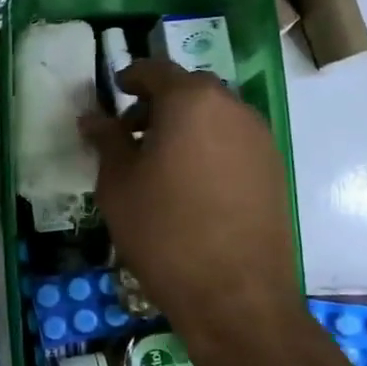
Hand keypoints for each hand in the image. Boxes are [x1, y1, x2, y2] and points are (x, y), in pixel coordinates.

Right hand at [81, 60, 301, 344]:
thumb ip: (106, 141)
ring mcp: (259, 138)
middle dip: (159, 103)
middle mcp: (232, 108)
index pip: (156, 70)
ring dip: (186, 125)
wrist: (235, 295)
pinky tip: (191, 184)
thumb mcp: (118, 185)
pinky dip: (209, 146)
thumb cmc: (163, 232)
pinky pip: (234, 141)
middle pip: (190, 90)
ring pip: (215, 115)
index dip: (131, 77)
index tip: (115, 92)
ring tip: (160, 162)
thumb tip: (93, 117)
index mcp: (191, 101)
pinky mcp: (273, 168)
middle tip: (132, 132)